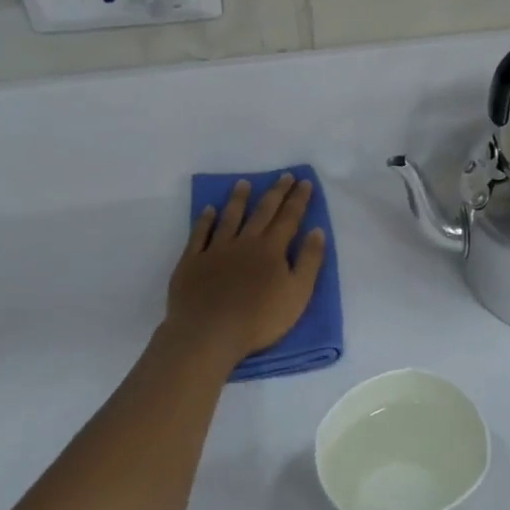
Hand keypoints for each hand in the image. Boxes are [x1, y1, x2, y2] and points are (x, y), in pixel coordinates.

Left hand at [167, 174, 326, 362]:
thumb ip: (309, 261)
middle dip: (276, 192)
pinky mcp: (192, 261)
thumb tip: (317, 231)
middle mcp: (245, 242)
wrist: (208, 333)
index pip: (289, 218)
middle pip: (262, 212)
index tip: (304, 182)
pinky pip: (200, 234)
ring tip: (243, 183)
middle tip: (284, 176)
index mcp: (272, 249)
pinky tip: (209, 210)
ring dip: (238, 199)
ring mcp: (216, 250)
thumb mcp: (297, 294)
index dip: (298, 199)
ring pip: (230, 217)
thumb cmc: (259, 319)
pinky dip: (205, 220)